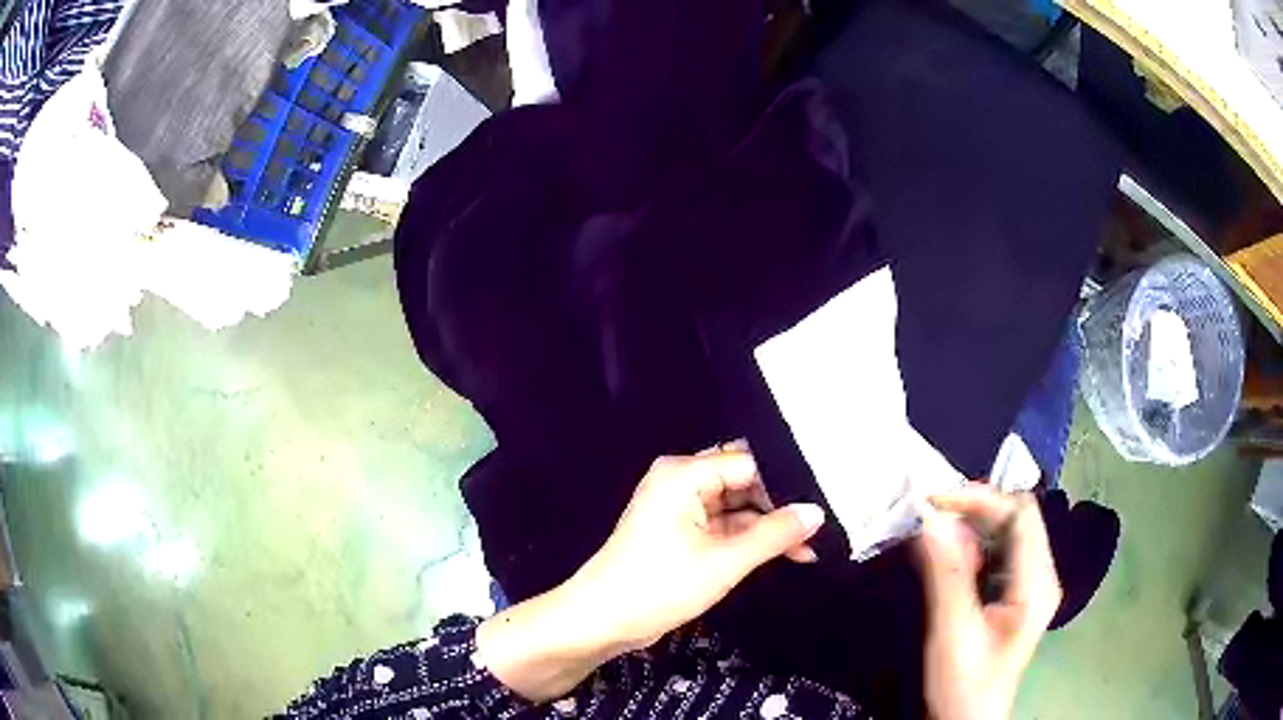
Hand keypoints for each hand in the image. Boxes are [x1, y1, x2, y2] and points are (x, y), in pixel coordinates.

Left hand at [570, 443, 825, 649]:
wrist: (603, 620)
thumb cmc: (660, 586)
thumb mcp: (725, 561)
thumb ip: (775, 534)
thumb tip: (817, 512)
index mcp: (684, 474)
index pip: (750, 464)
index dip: (786, 485)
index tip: (822, 506)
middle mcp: (681, 481)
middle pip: (744, 482)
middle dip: (780, 506)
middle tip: (820, 528)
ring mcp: (679, 507)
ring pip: (736, 507)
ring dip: (767, 527)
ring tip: (809, 548)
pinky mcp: (680, 532)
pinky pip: (723, 525)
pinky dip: (749, 540)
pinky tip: (783, 554)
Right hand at [917, 484, 1061, 719]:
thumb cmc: (964, 684)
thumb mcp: (953, 633)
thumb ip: (946, 575)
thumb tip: (931, 520)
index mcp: (1036, 583)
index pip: (1021, 515)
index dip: (981, 499)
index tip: (936, 501)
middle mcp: (1041, 575)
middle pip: (1017, 519)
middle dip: (974, 510)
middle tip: (930, 515)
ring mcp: (1031, 584)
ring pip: (1007, 533)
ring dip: (971, 527)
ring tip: (934, 536)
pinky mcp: (1016, 593)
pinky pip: (998, 554)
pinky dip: (972, 547)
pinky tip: (948, 560)